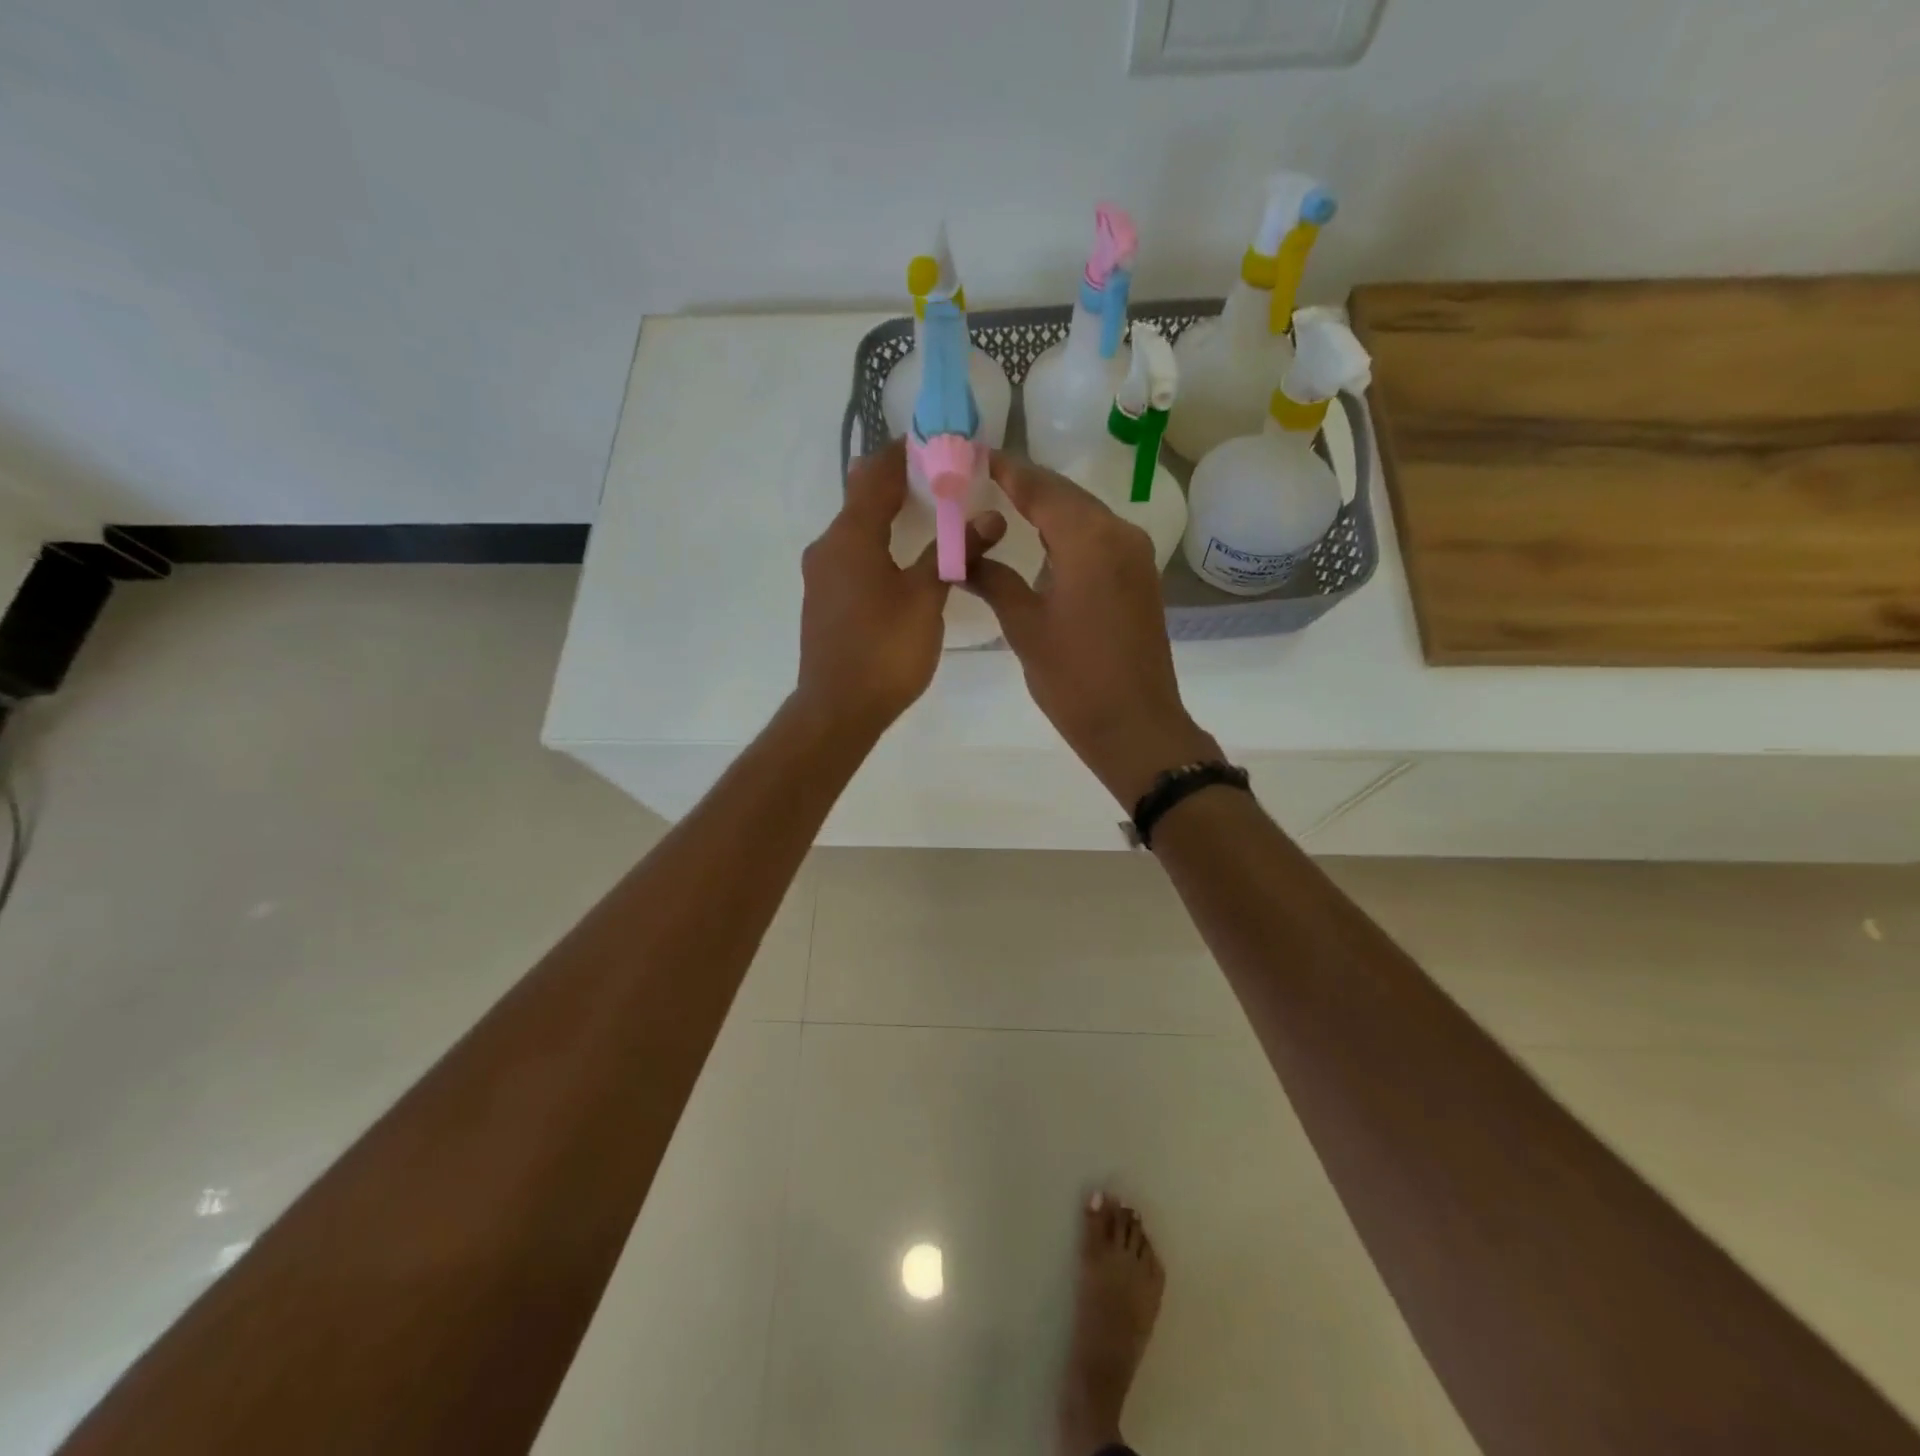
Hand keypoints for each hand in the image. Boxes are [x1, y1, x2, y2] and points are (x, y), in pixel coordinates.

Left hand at [793, 441, 1003, 737]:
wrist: (838, 708)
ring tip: (929, 513)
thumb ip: (955, 552)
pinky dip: (878, 543)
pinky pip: (852, 555)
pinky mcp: (824, 599)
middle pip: (862, 498)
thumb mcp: (926, 598)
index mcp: (851, 536)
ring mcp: (822, 575)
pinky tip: (904, 557)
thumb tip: (989, 516)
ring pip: (856, 529)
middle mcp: (828, 546)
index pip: (875, 475)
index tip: (934, 441)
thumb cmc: (885, 650)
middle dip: (898, 482)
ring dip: (888, 515)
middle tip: (941, 476)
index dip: (903, 453)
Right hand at [967, 453, 1219, 806]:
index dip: (1005, 469)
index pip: (1040, 487)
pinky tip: (1042, 541)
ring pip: (1084, 515)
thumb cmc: (1074, 679)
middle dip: (1024, 484)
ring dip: (1047, 507)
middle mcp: (1119, 534)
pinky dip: (1068, 532)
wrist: (1134, 725)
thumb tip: (961, 556)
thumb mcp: (1024, 626)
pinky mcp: (1140, 578)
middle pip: (1065, 495)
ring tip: (1003, 504)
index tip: (972, 454)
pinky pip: (1100, 538)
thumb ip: (994, 579)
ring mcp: (1135, 556)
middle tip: (979, 478)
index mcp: (1088, 540)